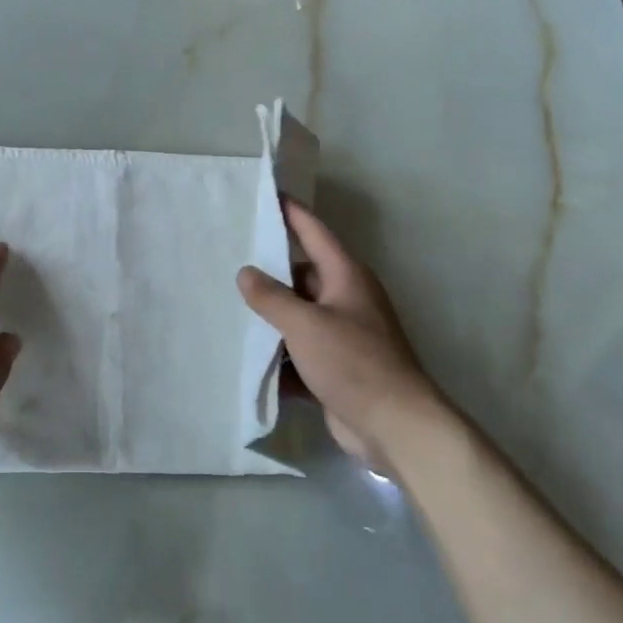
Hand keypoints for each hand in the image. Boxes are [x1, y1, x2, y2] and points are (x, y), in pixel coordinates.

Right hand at [237, 198, 442, 461]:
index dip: (290, 212)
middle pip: (300, 275)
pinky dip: (276, 353)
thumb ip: (271, 297)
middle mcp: (345, 299)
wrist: (396, 428)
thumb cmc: (354, 363)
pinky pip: (297, 350)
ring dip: (269, 316)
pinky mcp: (334, 366)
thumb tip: (245, 273)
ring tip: (225, 305)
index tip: (265, 194)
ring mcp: (341, 334)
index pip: (313, 232)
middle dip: (267, 271)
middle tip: (227, 259)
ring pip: (296, 314)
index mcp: (345, 277)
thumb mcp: (305, 324)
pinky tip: (244, 354)